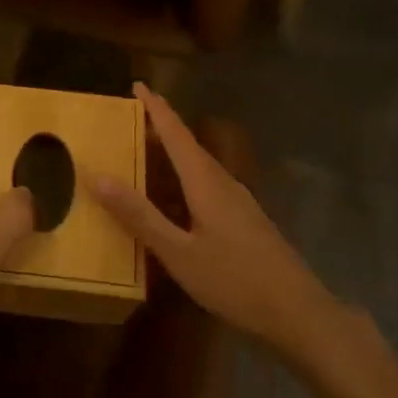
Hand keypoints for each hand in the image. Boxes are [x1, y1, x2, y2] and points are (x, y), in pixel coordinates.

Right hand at [91, 83, 336, 354]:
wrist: (298, 313)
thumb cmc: (234, 280)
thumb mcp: (178, 252)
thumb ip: (140, 216)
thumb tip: (98, 177)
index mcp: (205, 181)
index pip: (176, 133)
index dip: (156, 108)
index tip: (138, 84)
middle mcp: (223, 182)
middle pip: (188, 145)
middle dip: (161, 127)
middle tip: (131, 119)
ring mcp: (238, 201)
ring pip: (199, 166)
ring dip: (173, 154)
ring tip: (146, 153)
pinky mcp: (245, 220)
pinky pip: (207, 185)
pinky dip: (184, 179)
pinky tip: (175, 200)